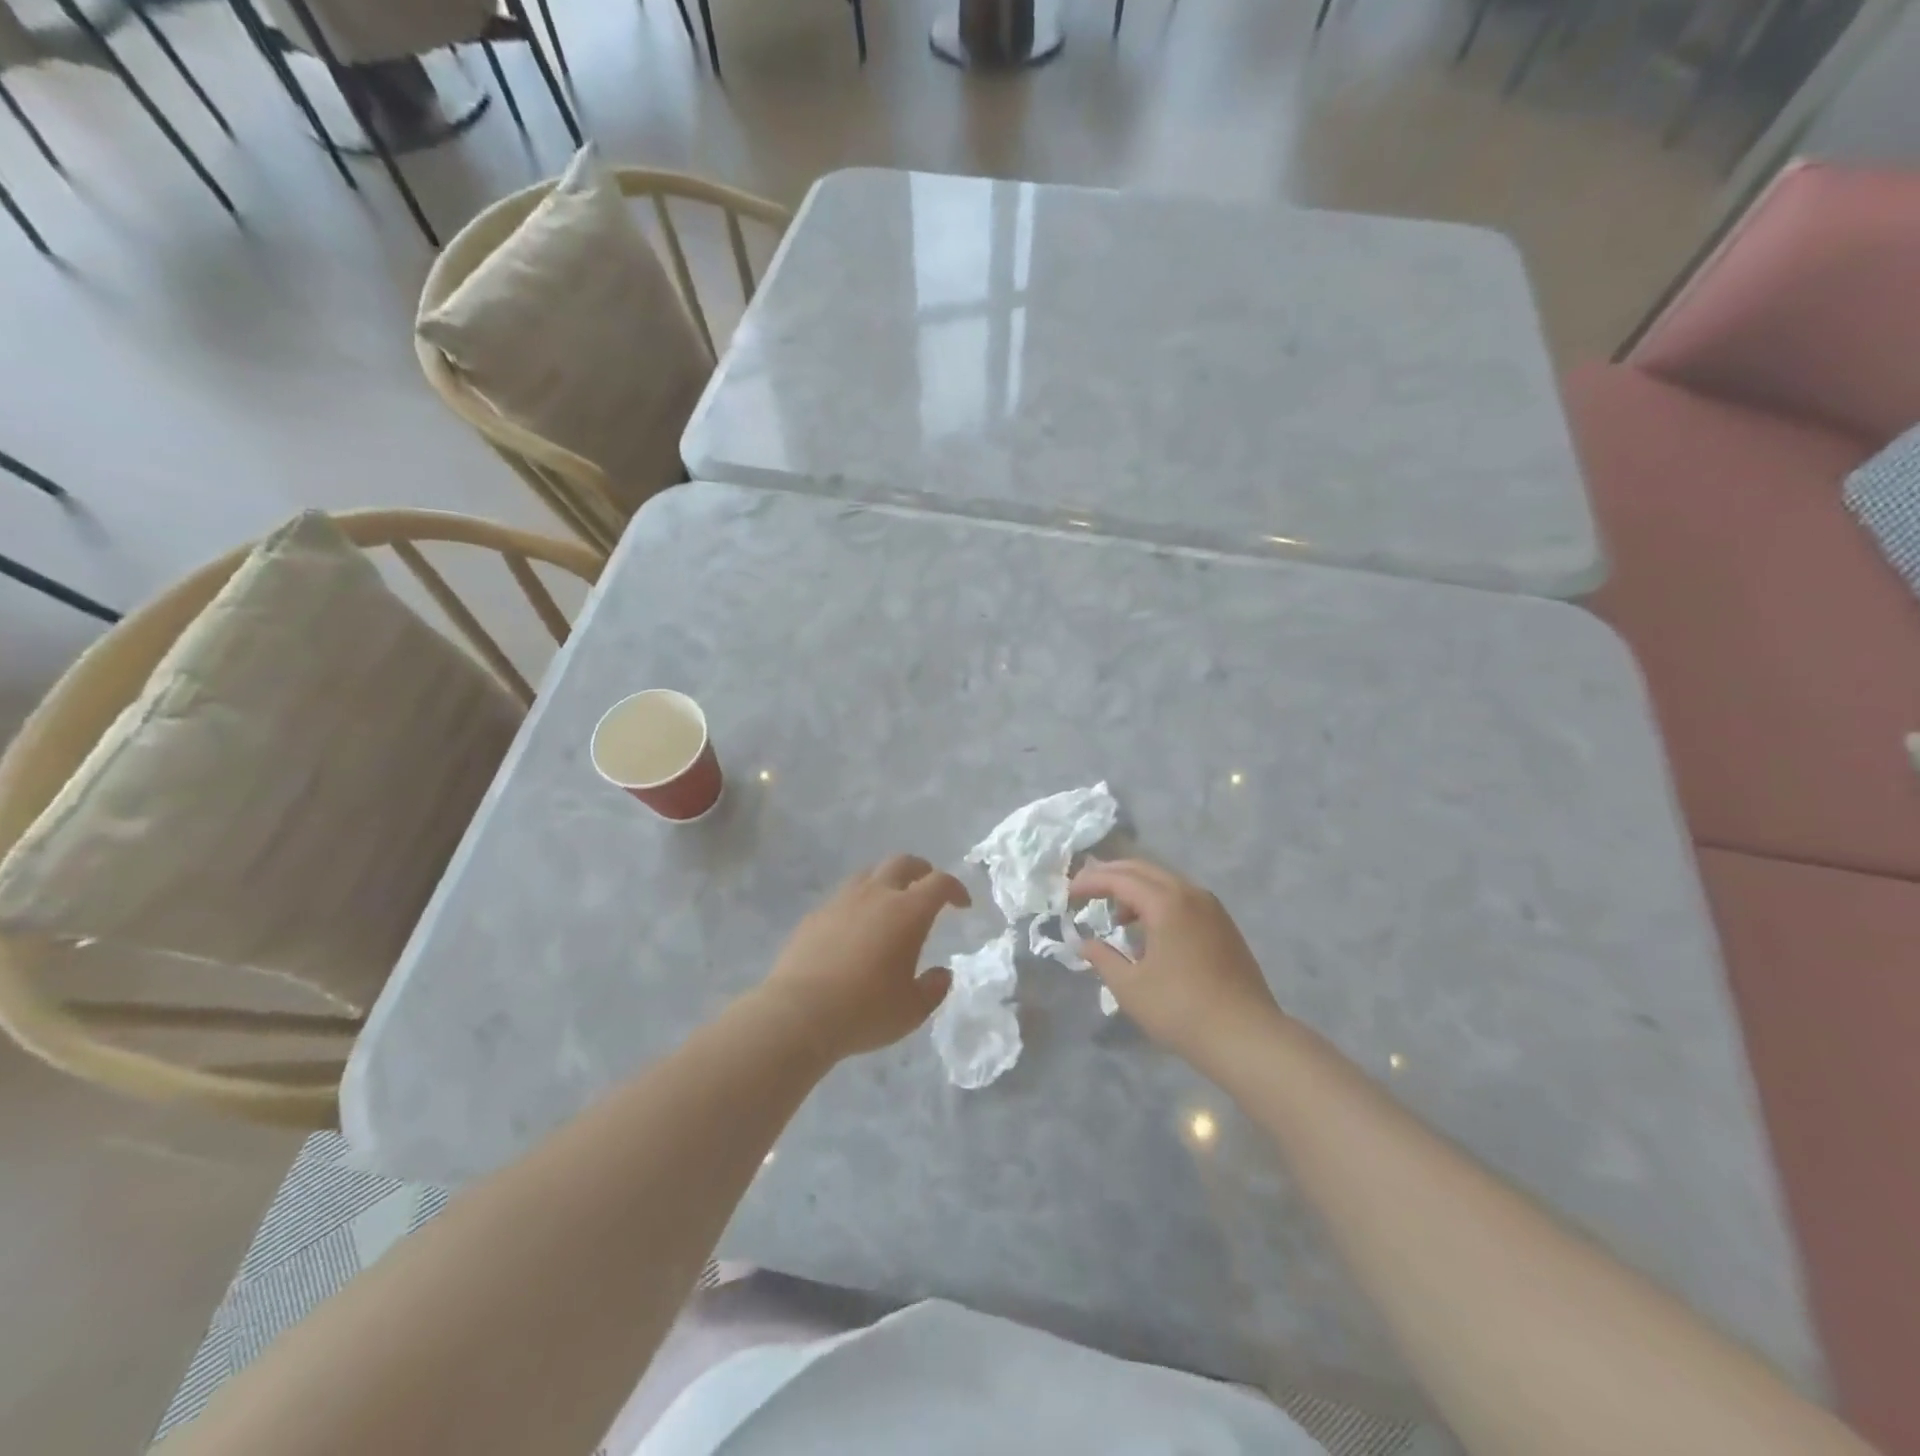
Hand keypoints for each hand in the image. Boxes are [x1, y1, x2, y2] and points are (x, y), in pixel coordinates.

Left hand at [757, 855, 969, 1061]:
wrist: (798, 1013)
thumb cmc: (865, 1011)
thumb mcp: (912, 1010)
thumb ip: (933, 989)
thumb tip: (941, 974)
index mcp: (907, 912)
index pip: (939, 883)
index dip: (956, 888)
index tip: (963, 904)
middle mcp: (876, 895)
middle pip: (903, 863)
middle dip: (922, 871)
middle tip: (928, 889)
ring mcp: (841, 901)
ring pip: (869, 873)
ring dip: (887, 881)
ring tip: (891, 903)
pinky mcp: (815, 915)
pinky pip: (843, 896)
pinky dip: (858, 902)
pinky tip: (855, 928)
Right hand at [1070, 859, 1283, 1071]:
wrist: (1246, 1036)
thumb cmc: (1181, 1010)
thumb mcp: (1130, 987)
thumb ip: (1102, 958)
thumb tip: (1084, 943)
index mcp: (1166, 902)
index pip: (1120, 878)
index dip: (1090, 882)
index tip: (1068, 893)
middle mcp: (1191, 894)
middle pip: (1144, 869)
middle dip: (1112, 874)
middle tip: (1086, 887)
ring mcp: (1212, 908)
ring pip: (1165, 881)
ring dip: (1136, 888)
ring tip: (1115, 914)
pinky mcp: (1223, 925)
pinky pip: (1183, 897)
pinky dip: (1158, 901)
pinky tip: (1149, 929)